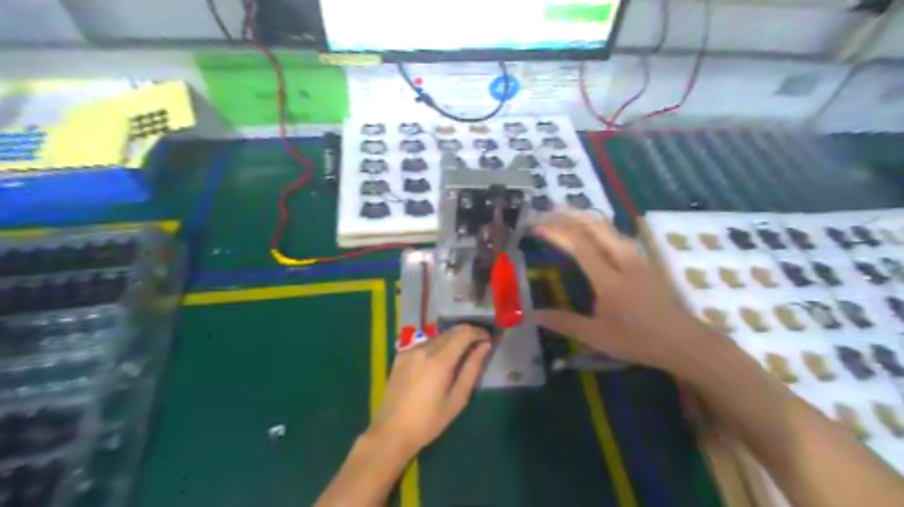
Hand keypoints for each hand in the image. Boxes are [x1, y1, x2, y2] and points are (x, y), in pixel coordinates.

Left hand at [368, 325, 492, 455]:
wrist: (391, 432)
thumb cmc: (429, 421)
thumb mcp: (457, 399)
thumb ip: (472, 369)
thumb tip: (485, 347)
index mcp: (439, 360)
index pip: (464, 333)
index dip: (479, 333)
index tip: (488, 339)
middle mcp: (423, 349)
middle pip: (451, 332)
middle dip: (467, 335)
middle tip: (478, 346)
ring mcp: (410, 350)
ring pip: (438, 337)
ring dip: (452, 341)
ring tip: (460, 356)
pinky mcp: (401, 355)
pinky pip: (425, 344)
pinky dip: (437, 347)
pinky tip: (439, 363)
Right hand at [531, 211, 729, 380]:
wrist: (684, 341)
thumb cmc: (639, 340)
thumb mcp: (597, 336)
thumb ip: (564, 322)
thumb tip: (532, 314)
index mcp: (610, 279)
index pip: (579, 246)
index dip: (556, 233)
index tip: (537, 227)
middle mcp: (625, 260)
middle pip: (595, 227)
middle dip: (569, 216)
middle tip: (547, 213)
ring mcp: (638, 258)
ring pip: (609, 228)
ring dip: (584, 218)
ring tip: (565, 216)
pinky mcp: (645, 260)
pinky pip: (617, 234)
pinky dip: (597, 227)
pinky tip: (592, 232)